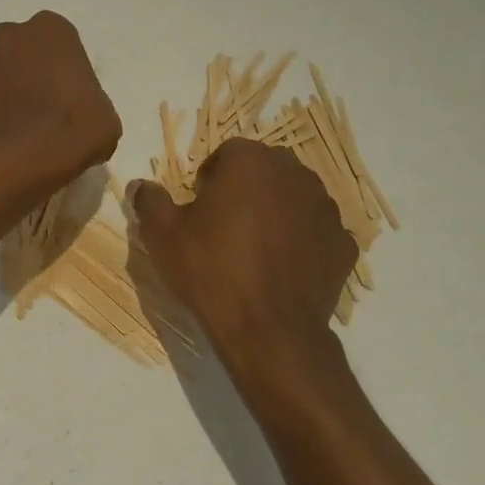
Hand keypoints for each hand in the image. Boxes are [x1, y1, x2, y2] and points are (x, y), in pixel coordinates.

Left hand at [0, 12, 121, 185]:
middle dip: (15, 69)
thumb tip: (74, 119)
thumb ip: (85, 101)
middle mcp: (10, 33)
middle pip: (11, 46)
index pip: (52, 39)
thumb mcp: (102, 114)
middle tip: (26, 105)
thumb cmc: (80, 128)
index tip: (57, 93)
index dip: (52, 66)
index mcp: (52, 30)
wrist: (35, 153)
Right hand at [131, 139, 358, 406]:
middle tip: (225, 226)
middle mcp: (295, 174)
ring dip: (277, 212)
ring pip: (294, 199)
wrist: (269, 331)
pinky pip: (317, 233)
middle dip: (247, 190)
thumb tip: (140, 186)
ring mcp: (326, 209)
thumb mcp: (162, 235)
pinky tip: (283, 270)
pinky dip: (303, 243)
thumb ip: (150, 201)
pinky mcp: (344, 244)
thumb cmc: (212, 271)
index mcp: (251, 161)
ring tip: (256, 249)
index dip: (210, 179)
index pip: (228, 153)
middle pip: (265, 171)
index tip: (200, 209)